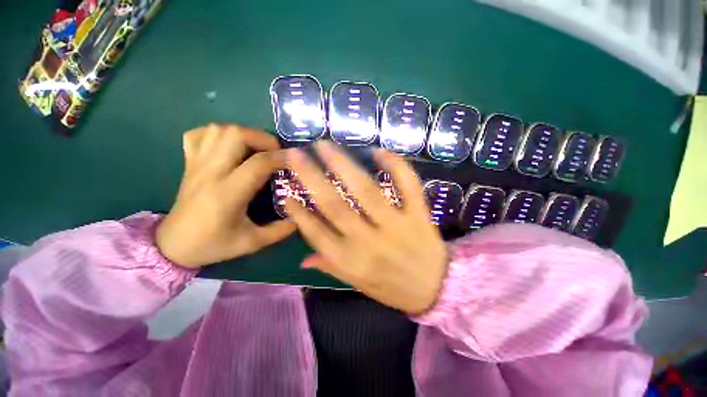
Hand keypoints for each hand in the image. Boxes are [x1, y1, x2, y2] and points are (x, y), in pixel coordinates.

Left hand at [156, 124, 295, 267]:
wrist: (172, 246)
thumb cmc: (213, 244)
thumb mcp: (252, 243)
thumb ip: (280, 230)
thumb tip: (299, 216)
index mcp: (228, 193)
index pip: (258, 163)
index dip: (281, 157)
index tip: (296, 160)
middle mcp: (211, 172)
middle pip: (236, 135)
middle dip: (263, 138)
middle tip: (276, 152)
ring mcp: (197, 164)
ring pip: (219, 130)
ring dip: (244, 133)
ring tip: (258, 148)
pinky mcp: (190, 163)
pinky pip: (200, 135)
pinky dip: (218, 133)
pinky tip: (230, 146)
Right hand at [285, 141, 446, 313]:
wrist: (437, 289)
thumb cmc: (393, 288)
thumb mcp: (358, 285)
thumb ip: (331, 267)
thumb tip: (302, 259)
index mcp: (350, 261)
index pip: (316, 233)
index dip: (299, 213)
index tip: (287, 193)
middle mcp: (368, 241)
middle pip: (334, 205)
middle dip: (311, 177)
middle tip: (296, 154)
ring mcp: (396, 225)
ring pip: (365, 190)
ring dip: (343, 164)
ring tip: (326, 146)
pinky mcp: (418, 215)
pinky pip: (408, 185)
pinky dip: (395, 165)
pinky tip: (379, 151)